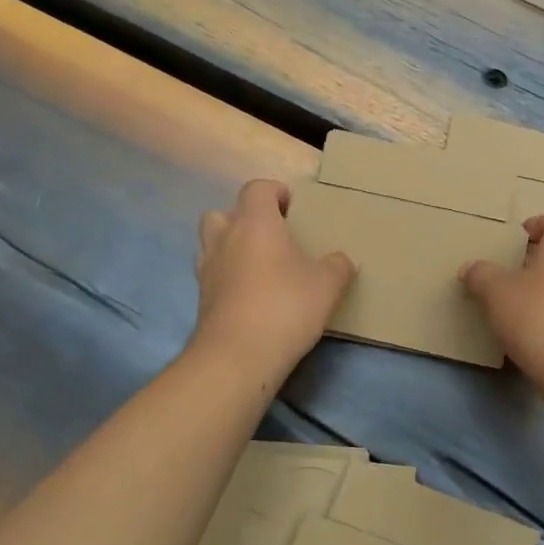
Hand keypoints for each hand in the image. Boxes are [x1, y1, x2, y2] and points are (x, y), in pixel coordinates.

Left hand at [191, 179, 354, 373]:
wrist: (238, 356)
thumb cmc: (285, 305)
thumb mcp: (328, 284)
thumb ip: (338, 265)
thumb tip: (341, 260)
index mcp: (255, 222)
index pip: (257, 188)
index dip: (274, 192)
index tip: (292, 207)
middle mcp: (225, 238)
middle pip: (223, 212)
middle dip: (244, 218)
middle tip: (271, 236)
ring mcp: (208, 269)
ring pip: (212, 242)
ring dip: (231, 246)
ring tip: (259, 265)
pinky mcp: (202, 299)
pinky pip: (213, 274)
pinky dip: (228, 277)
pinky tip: (251, 295)